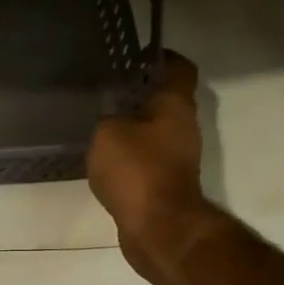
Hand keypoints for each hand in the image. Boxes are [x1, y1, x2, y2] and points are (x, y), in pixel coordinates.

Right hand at [87, 52, 233, 282]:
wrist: (159, 228)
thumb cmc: (137, 171)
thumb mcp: (108, 133)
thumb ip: (107, 117)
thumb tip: (111, 117)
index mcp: (175, 105)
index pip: (178, 68)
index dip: (160, 57)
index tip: (136, 56)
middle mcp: (183, 127)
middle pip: (165, 101)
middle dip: (140, 94)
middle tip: (107, 90)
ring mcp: (178, 158)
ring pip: (155, 132)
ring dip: (133, 127)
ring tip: (100, 124)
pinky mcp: (166, 183)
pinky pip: (147, 159)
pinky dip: (130, 156)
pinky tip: (105, 159)